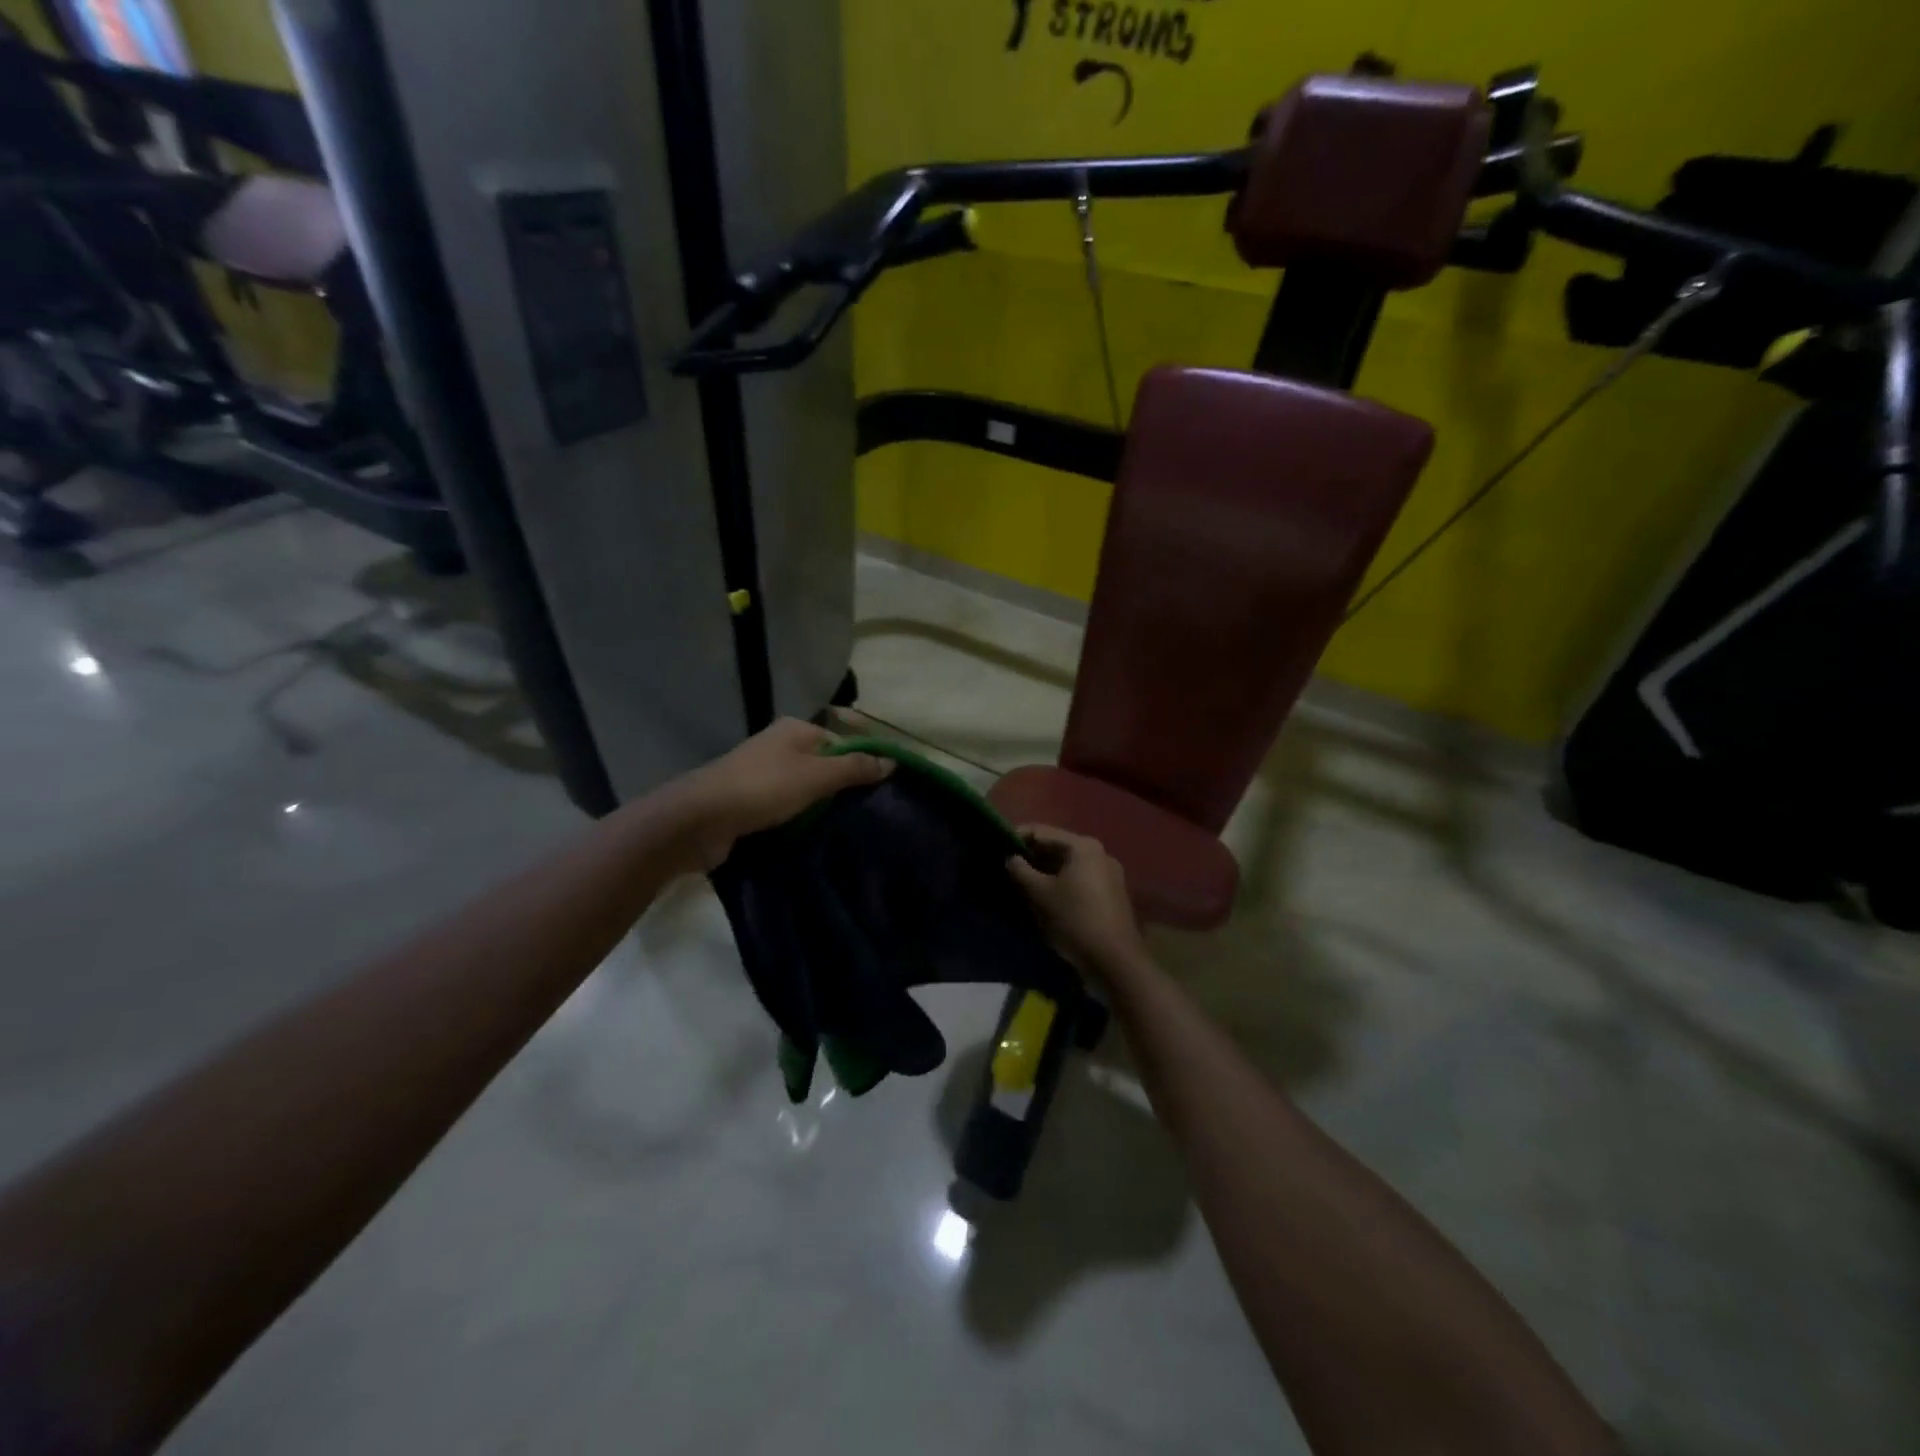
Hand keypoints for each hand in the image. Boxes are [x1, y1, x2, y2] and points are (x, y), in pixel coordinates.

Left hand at [680, 719, 892, 868]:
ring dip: (817, 809)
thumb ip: (855, 768)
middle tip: (862, 815)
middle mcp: (777, 746)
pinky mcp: (748, 802)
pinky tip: (808, 837)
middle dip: (839, 790)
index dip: (858, 765)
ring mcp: (760, 775)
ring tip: (840, 830)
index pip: (840, 742)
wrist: (699, 820)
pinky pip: (783, 809)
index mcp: (794, 730)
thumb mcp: (817, 776)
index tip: (877, 794)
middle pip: (822, 766)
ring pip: (802, 790)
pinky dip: (796, 821)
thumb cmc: (763, 788)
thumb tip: (892, 762)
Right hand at [1007, 826, 1147, 976]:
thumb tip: (1010, 858)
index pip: (1042, 831)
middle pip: (1057, 846)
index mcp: (1083, 846)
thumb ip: (1021, 871)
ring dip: (1044, 871)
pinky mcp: (1111, 893)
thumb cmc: (1075, 920)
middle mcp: (1099, 853)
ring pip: (1068, 865)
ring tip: (1021, 883)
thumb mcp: (1041, 894)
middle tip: (1006, 867)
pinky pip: (1079, 879)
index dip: (1017, 837)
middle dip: (1031, 856)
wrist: (1115, 961)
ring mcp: (1108, 873)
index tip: (997, 847)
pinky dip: (1060, 882)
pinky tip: (1045, 896)